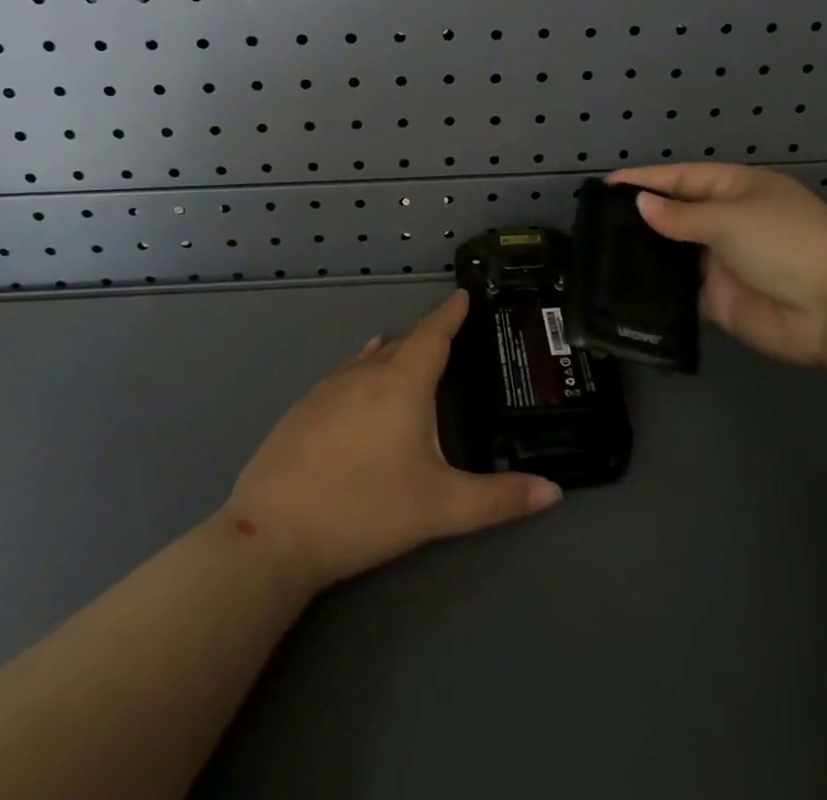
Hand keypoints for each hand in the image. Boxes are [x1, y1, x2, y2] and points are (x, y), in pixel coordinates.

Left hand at [224, 290, 561, 589]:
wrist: (272, 533)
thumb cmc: (365, 510)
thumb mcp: (440, 508)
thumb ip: (499, 499)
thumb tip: (554, 491)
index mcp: (403, 384)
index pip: (433, 334)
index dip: (450, 313)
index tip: (462, 294)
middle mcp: (365, 374)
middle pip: (402, 344)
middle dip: (426, 337)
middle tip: (448, 337)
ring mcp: (328, 389)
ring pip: (369, 359)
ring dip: (392, 353)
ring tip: (408, 352)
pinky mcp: (302, 409)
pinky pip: (343, 375)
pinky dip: (361, 368)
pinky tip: (358, 374)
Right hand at [606, 163, 826, 364]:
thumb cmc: (784, 242)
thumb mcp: (729, 218)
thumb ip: (680, 216)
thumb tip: (640, 204)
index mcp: (736, 189)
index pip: (681, 179)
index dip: (645, 180)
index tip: (605, 185)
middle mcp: (727, 222)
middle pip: (676, 216)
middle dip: (641, 219)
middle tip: (594, 224)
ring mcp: (723, 263)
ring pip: (675, 255)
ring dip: (646, 256)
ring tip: (601, 256)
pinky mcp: (720, 301)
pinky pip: (682, 292)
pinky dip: (658, 291)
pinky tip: (624, 291)